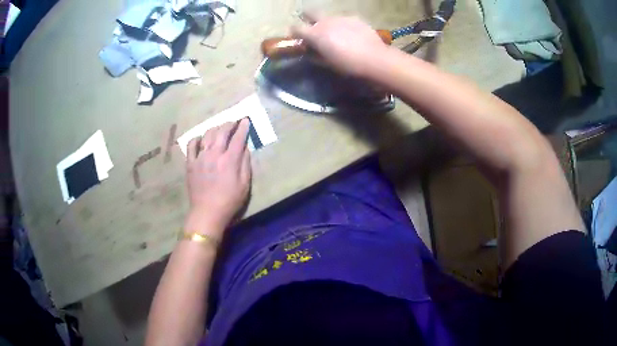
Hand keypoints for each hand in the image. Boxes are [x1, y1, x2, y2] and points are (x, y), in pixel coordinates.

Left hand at [185, 119, 251, 235]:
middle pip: (222, 132)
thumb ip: (245, 163)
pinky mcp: (190, 163)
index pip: (238, 138)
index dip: (243, 127)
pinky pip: (191, 145)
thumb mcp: (244, 184)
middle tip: (234, 122)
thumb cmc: (230, 201)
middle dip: (229, 124)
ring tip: (220, 128)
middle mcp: (214, 154)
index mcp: (229, 160)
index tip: (246, 120)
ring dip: (215, 128)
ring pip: (207, 135)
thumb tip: (245, 148)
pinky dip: (197, 139)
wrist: (207, 213)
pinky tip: (201, 139)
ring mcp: (200, 157)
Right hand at [292, 15, 389, 76]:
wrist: (375, 59)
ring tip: (337, 33)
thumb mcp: (327, 64)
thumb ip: (314, 55)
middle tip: (313, 28)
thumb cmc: (348, 65)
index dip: (294, 33)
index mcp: (315, 34)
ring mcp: (341, 17)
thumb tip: (309, 52)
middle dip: (308, 18)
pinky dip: (343, 25)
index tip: (298, 38)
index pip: (295, 28)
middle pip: (310, 12)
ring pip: (328, 16)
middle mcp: (325, 21)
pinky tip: (351, 34)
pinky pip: (344, 19)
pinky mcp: (354, 17)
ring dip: (328, 22)